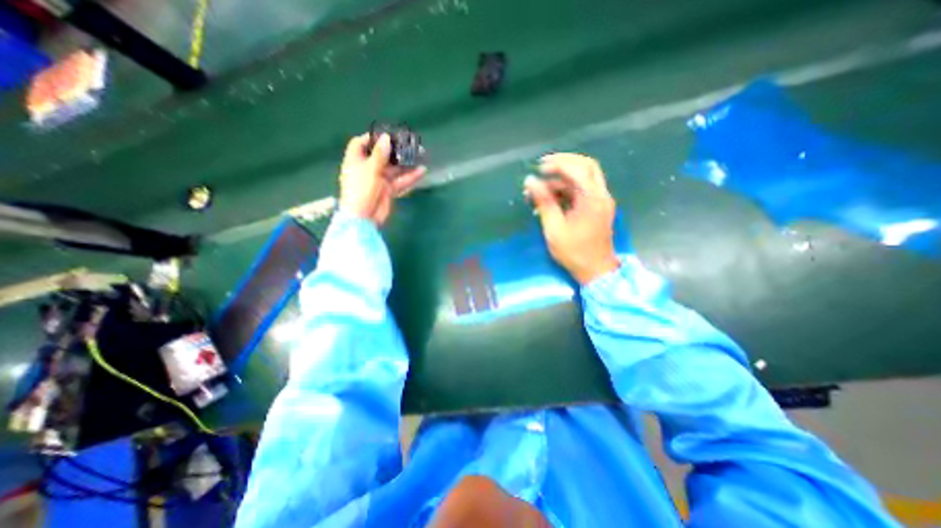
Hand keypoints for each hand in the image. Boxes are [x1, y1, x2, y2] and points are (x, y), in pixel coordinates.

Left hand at [338, 131, 426, 223]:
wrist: (364, 218)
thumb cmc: (361, 190)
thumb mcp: (369, 170)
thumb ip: (379, 155)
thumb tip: (386, 138)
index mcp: (356, 161)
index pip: (360, 144)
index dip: (371, 138)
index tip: (386, 134)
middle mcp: (367, 168)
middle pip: (381, 155)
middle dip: (395, 150)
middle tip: (409, 144)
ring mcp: (379, 180)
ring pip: (394, 169)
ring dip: (406, 163)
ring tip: (420, 155)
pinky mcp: (389, 190)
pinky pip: (401, 181)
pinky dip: (410, 177)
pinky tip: (421, 171)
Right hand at [526, 153, 621, 284]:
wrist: (596, 270)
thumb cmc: (574, 252)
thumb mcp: (554, 229)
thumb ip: (544, 202)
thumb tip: (530, 181)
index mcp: (592, 199)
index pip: (577, 169)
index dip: (557, 164)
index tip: (538, 169)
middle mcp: (601, 195)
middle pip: (586, 166)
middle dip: (564, 163)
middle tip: (543, 167)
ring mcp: (601, 201)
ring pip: (584, 177)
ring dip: (563, 178)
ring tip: (541, 189)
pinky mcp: (597, 207)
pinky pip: (583, 190)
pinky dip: (567, 189)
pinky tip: (551, 198)